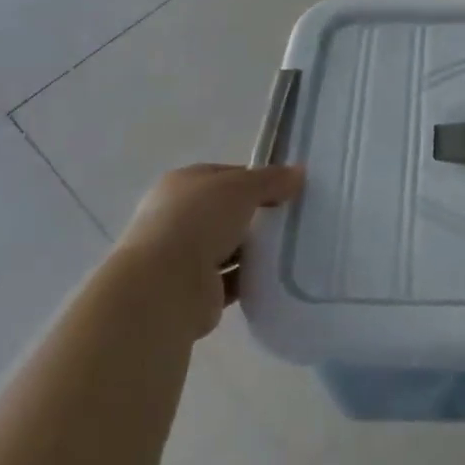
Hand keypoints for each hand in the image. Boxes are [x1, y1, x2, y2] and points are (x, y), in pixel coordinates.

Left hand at [118, 163, 303, 337]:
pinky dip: (249, 278)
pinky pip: (231, 279)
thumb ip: (272, 179)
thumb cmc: (199, 221)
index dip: (256, 180)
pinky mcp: (195, 291)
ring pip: (229, 246)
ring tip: (290, 247)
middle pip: (227, 212)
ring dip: (253, 249)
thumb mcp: (242, 187)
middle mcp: (178, 217)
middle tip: (291, 218)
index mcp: (182, 184)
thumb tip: (298, 173)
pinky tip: (275, 275)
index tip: (286, 189)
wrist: (165, 286)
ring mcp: (183, 256)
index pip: (226, 176)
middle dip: (257, 215)